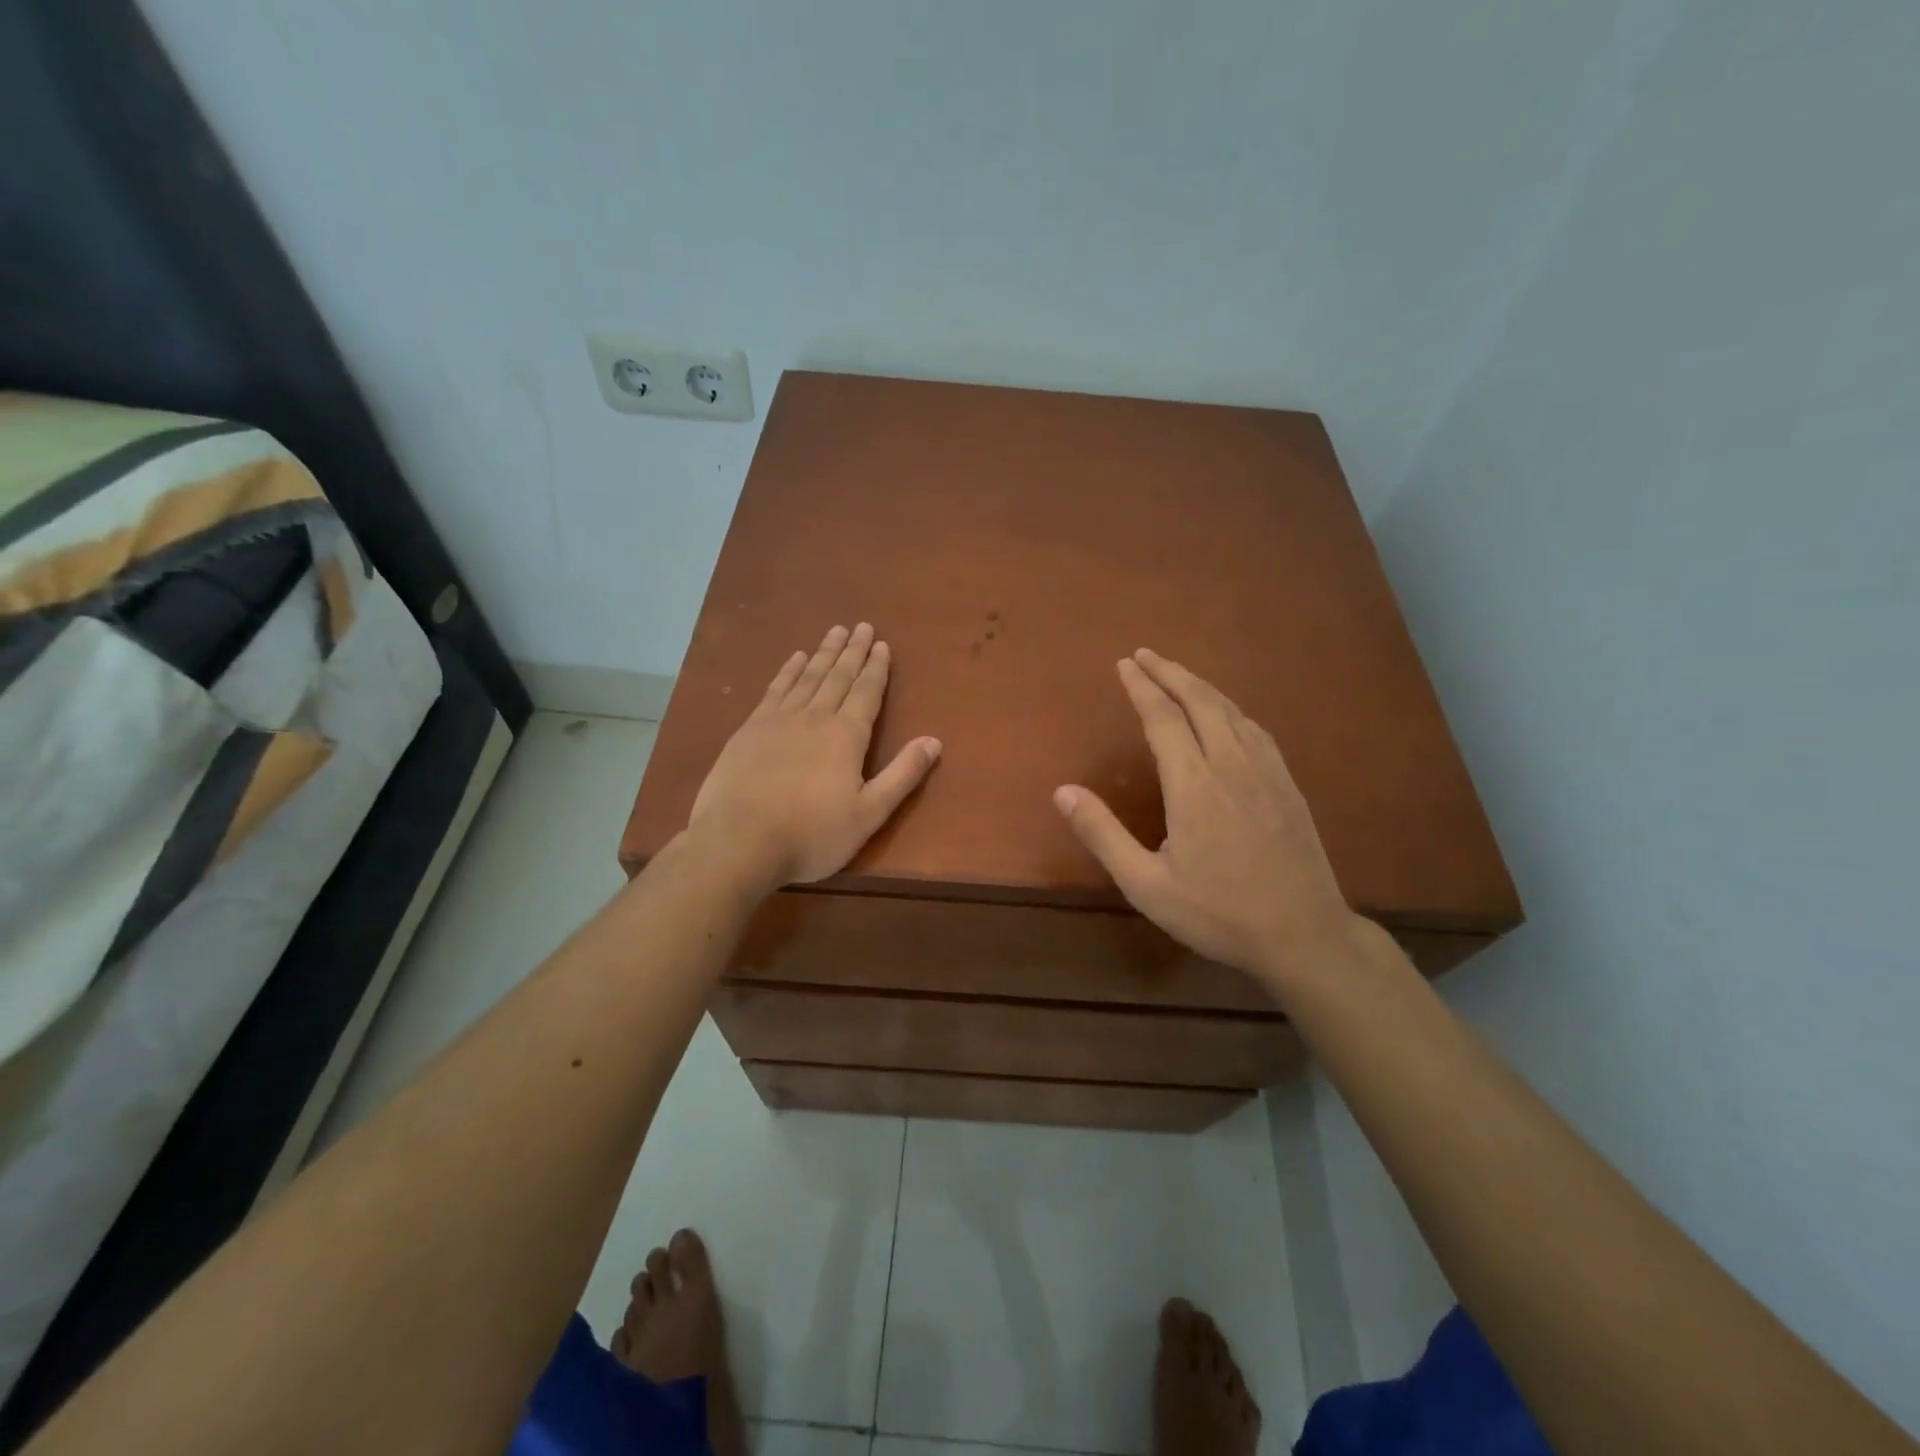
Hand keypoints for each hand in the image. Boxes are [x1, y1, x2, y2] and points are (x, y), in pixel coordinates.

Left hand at [687, 623, 940, 889]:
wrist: (739, 841)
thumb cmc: (811, 835)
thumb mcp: (869, 813)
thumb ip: (902, 775)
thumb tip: (934, 741)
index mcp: (847, 736)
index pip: (867, 692)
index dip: (876, 668)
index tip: (881, 644)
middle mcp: (815, 717)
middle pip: (838, 677)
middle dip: (853, 651)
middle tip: (861, 626)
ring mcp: (778, 720)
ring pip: (808, 677)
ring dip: (824, 653)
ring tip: (834, 632)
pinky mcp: (749, 729)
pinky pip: (776, 689)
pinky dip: (788, 671)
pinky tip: (795, 659)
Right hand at [1053, 649, 1357, 991]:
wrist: (1304, 935)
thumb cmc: (1218, 913)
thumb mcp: (1147, 885)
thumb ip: (1103, 834)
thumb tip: (1062, 791)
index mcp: (1194, 784)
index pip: (1163, 718)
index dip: (1142, 687)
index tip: (1125, 664)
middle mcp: (1231, 765)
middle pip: (1199, 701)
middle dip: (1169, 673)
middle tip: (1145, 654)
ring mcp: (1266, 772)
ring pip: (1231, 710)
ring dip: (1200, 685)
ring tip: (1177, 674)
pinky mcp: (1288, 785)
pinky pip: (1256, 730)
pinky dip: (1232, 709)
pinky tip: (1227, 713)